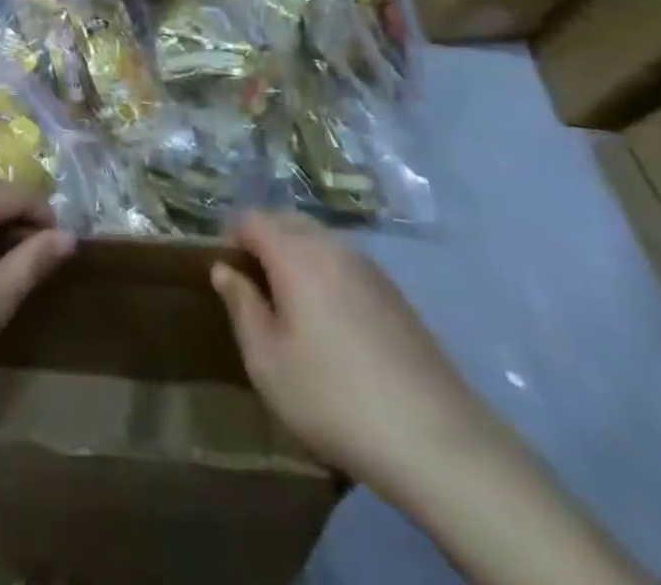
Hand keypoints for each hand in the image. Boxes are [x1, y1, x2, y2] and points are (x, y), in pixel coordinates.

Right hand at [212, 213, 499, 498]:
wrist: (438, 442)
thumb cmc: (334, 397)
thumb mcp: (267, 360)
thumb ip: (241, 306)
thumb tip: (224, 270)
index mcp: (296, 253)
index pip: (252, 218)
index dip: (230, 236)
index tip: (222, 268)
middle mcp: (333, 246)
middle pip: (287, 220)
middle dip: (262, 239)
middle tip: (250, 283)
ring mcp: (370, 268)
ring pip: (319, 240)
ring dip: (295, 255)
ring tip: (287, 302)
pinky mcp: (396, 295)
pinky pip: (345, 264)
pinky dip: (325, 273)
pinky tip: (328, 320)